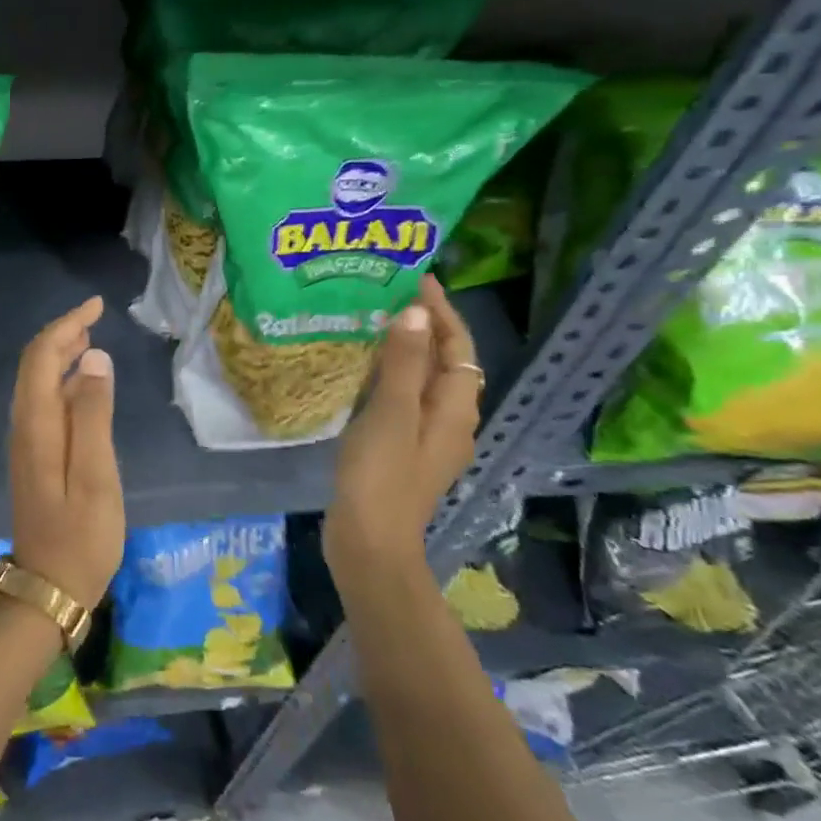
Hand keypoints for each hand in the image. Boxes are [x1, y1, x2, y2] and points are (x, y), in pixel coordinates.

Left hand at [8, 296, 124, 610]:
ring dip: (60, 355)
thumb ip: (94, 415)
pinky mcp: (34, 457)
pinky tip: (84, 385)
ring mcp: (26, 443)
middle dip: (61, 334)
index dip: (66, 325)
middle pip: (34, 365)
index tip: (96, 305)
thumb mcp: (97, 475)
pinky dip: (61, 381)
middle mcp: (24, 426)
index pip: (42, 356)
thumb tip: (94, 358)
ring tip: (91, 340)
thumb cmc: (82, 535)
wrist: (49, 588)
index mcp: (37, 424)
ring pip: (37, 383)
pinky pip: (43, 403)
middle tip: (95, 316)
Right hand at [325, 276, 481, 571]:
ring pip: (424, 380)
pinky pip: (404, 398)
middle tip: (389, 295)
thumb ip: (402, 362)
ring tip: (374, 323)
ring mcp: (426, 437)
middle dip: (425, 326)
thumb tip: (415, 312)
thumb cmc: (382, 475)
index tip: (415, 280)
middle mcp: (449, 420)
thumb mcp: (390, 413)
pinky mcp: (402, 449)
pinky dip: (391, 375)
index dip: (441, 312)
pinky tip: (363, 372)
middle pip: (446, 362)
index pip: (458, 346)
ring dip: (407, 349)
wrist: (369, 541)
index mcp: (454, 409)